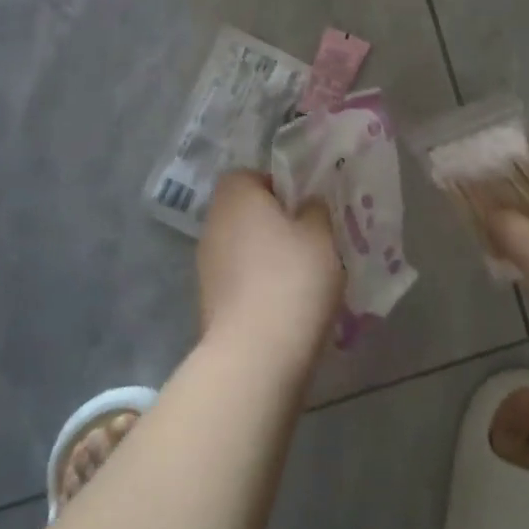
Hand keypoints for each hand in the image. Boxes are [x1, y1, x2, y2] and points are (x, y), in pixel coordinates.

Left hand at [197, 170, 342, 367]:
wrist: (256, 353)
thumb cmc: (292, 277)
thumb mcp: (322, 234)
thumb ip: (316, 210)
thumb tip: (307, 204)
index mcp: (236, 196)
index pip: (249, 175)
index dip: (277, 186)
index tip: (304, 206)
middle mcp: (213, 223)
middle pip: (244, 211)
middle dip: (273, 222)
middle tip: (308, 238)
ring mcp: (206, 265)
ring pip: (240, 246)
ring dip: (264, 255)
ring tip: (301, 274)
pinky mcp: (208, 301)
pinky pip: (238, 279)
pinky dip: (257, 284)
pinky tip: (284, 303)